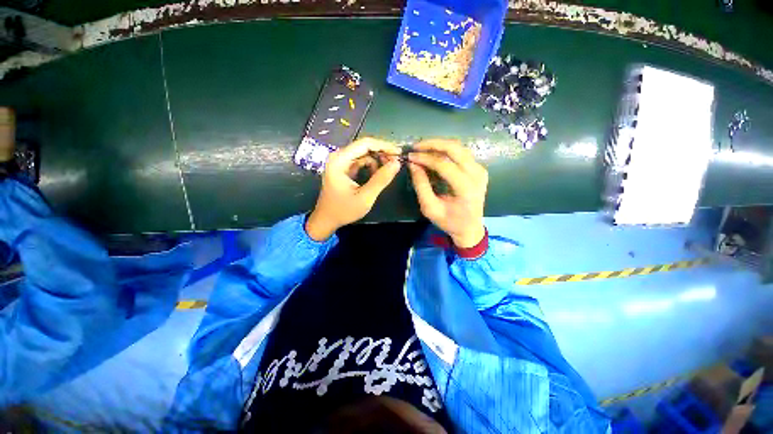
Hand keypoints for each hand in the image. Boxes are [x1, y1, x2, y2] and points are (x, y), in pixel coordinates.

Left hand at [306, 138, 401, 240]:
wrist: (326, 220)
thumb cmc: (343, 210)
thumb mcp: (365, 197)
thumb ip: (381, 180)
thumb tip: (397, 163)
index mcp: (339, 160)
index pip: (365, 144)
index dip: (384, 146)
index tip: (399, 153)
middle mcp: (338, 156)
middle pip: (364, 147)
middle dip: (382, 153)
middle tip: (396, 163)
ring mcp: (340, 162)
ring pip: (364, 154)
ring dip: (377, 160)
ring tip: (388, 171)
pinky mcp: (344, 168)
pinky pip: (361, 161)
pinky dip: (371, 166)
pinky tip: (377, 176)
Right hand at [408, 139, 487, 247]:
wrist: (470, 228)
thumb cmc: (449, 222)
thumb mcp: (430, 208)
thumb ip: (421, 186)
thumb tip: (413, 164)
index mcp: (466, 188)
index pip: (444, 164)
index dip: (425, 158)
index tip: (410, 156)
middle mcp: (477, 175)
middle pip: (454, 148)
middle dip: (433, 144)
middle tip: (416, 146)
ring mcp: (480, 170)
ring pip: (459, 147)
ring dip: (440, 145)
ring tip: (423, 149)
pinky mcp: (479, 169)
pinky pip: (462, 153)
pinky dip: (447, 151)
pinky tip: (434, 154)